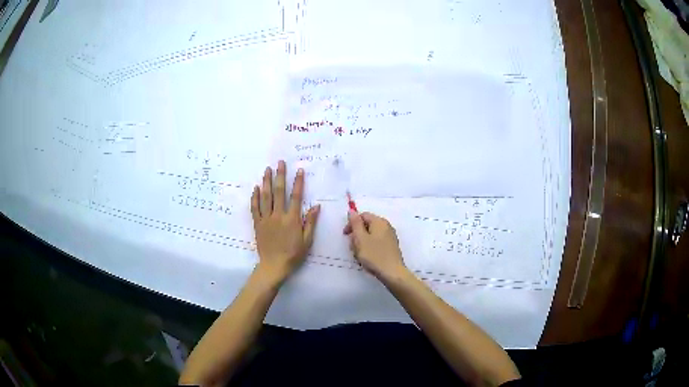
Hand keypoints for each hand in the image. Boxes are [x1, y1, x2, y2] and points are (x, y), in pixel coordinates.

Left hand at [251, 161, 319, 282]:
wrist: (274, 266)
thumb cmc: (293, 255)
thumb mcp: (307, 241)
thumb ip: (310, 222)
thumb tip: (316, 206)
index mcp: (292, 220)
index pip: (296, 197)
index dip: (298, 183)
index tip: (299, 170)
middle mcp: (278, 216)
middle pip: (279, 192)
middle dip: (280, 176)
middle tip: (280, 162)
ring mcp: (266, 219)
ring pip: (266, 197)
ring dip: (267, 182)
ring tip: (267, 170)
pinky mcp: (257, 224)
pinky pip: (255, 208)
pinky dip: (255, 197)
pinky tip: (256, 188)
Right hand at [344, 211, 406, 280]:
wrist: (392, 273)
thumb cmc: (374, 255)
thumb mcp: (360, 238)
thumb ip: (355, 223)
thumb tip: (352, 211)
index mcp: (379, 222)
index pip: (362, 216)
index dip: (352, 224)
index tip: (345, 235)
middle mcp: (386, 226)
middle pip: (367, 226)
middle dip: (357, 235)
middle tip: (352, 247)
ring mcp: (390, 237)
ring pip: (371, 236)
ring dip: (362, 243)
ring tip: (359, 255)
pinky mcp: (391, 247)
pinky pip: (376, 243)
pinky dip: (369, 248)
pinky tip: (367, 258)